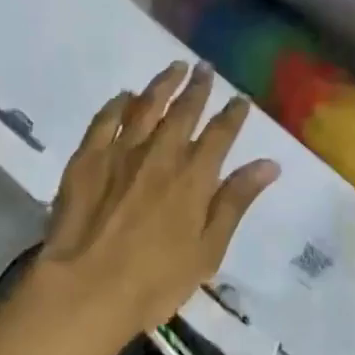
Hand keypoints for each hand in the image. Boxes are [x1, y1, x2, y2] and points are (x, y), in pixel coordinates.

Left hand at [34, 62, 278, 351]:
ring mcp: (121, 151)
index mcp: (194, 176)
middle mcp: (160, 152)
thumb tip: (269, 164)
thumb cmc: (154, 281)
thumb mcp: (208, 250)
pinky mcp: (87, 156)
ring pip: (146, 105)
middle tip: (205, 68)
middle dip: (198, 87)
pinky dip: (118, 103)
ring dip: (163, 84)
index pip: (220, 134)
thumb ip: (235, 202)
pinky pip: (105, 119)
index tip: (240, 98)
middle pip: (183, 110)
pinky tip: (125, 95)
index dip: (233, 114)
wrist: (85, 287)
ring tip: (175, 66)